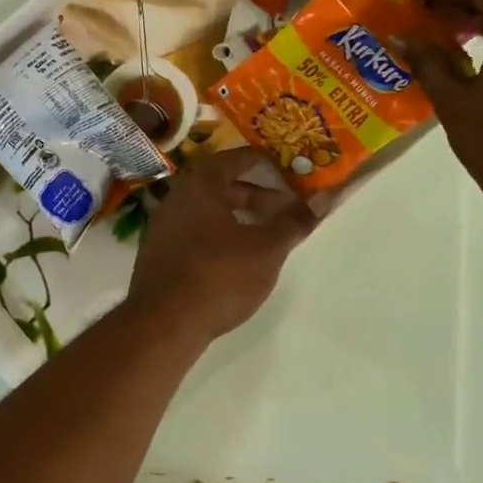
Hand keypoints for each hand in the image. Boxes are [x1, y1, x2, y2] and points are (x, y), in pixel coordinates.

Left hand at [124, 147, 319, 342]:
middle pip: (219, 186)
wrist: (164, 323)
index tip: (285, 169)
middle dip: (254, 194)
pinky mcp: (159, 256)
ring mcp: (163, 228)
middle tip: (283, 208)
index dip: (262, 162)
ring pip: (206, 212)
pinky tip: (236, 259)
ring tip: (265, 235)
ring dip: (237, 217)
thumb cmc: (219, 275)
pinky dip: (219, 236)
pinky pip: (194, 233)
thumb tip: (323, 198)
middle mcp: (176, 199)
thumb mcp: (266, 248)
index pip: (233, 159)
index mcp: (199, 186)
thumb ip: (293, 222)